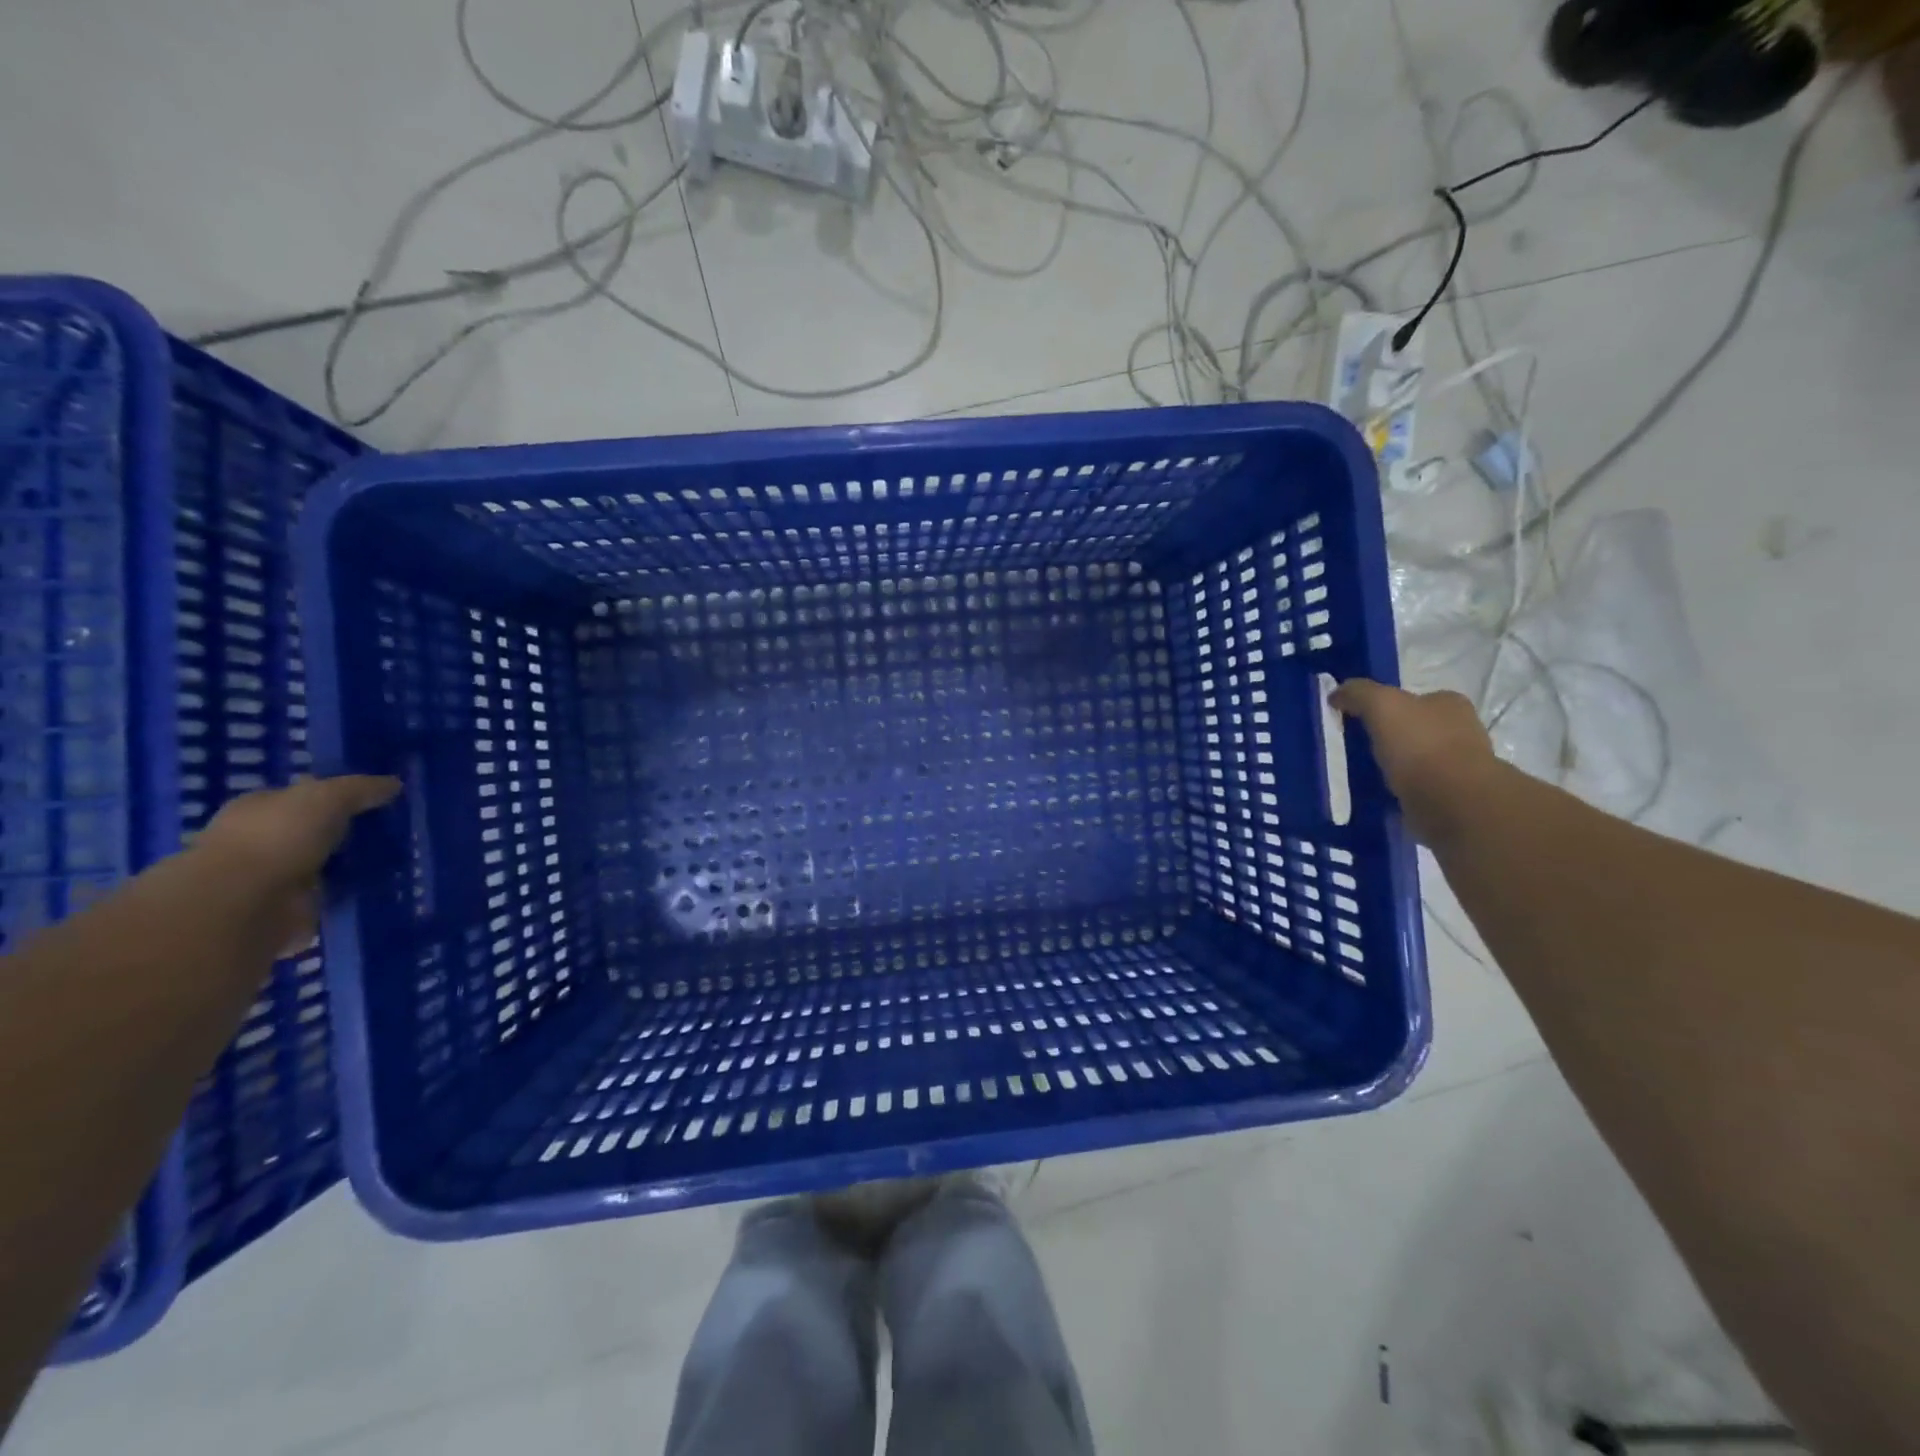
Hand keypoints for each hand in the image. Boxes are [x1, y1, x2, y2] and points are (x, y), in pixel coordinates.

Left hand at [191, 776, 400, 952]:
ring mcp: (273, 878)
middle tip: (394, 831)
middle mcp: (262, 840)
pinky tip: (382, 887)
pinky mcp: (289, 910)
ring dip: (352, 865)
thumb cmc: (277, 837)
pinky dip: (350, 894)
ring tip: (398, 859)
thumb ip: (362, 788)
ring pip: (324, 864)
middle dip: (347, 832)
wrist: (245, 904)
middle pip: (314, 831)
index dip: (335, 795)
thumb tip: (395, 784)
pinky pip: (330, 896)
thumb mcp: (328, 797)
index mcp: (259, 808)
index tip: (376, 800)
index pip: (301, 795)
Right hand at [1331, 679, 1499, 843]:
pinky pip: (1419, 787)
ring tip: (1368, 773)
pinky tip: (1383, 794)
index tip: (1362, 720)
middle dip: (1393, 736)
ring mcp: (1461, 765)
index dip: (1388, 707)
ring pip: (1419, 759)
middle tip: (1361, 747)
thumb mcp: (1381, 704)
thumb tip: (1337, 694)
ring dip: (1398, 765)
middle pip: (1418, 728)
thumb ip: (1358, 693)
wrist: (1452, 802)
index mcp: (1450, 704)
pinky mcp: (1453, 796)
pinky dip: (1402, 789)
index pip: (1415, 698)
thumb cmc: (1420, 744)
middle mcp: (1461, 730)